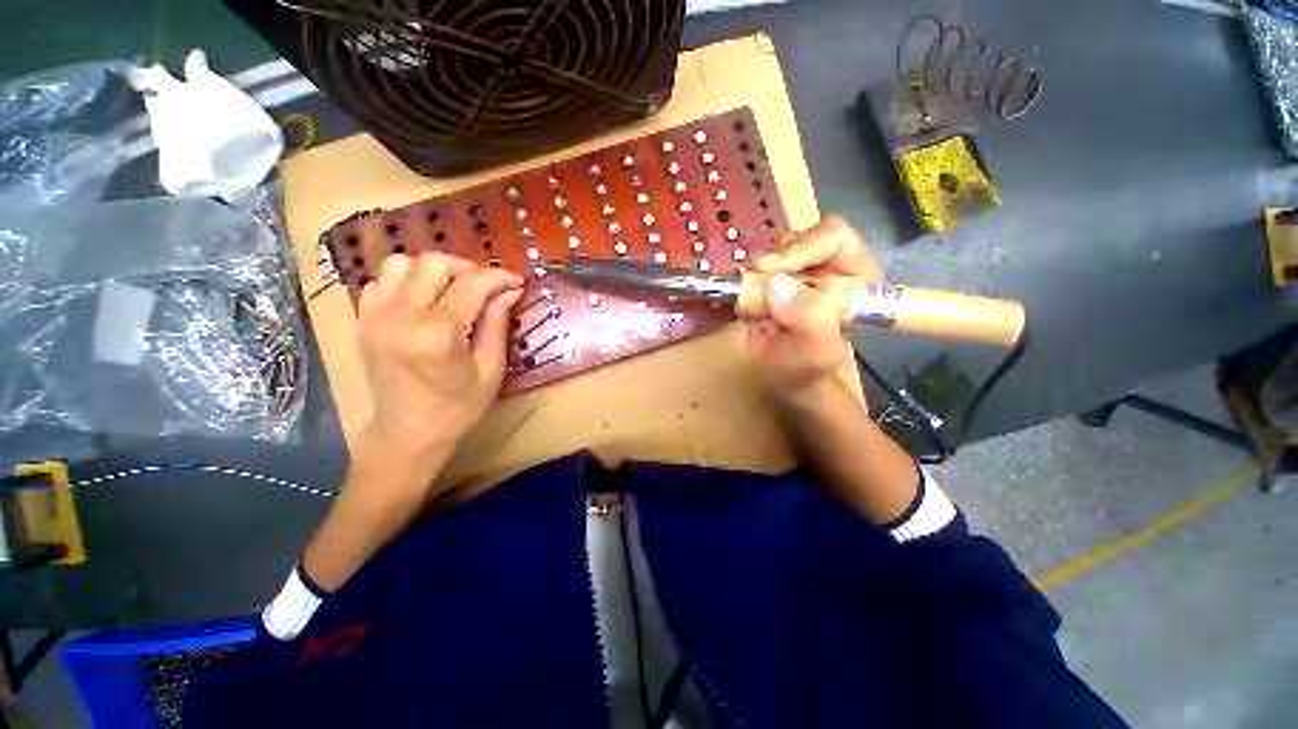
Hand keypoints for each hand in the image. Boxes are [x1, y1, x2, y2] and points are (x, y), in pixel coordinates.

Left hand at [357, 252, 523, 462]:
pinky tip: (423, 299)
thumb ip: (497, 323)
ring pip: (401, 263)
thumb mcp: (491, 368)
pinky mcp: (362, 321)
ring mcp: (374, 316)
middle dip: (467, 268)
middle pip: (433, 263)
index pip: (471, 284)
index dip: (498, 277)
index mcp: (438, 334)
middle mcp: (401, 317)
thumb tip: (510, 291)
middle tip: (486, 286)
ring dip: (434, 270)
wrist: (408, 433)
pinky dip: (406, 281)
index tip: (516, 281)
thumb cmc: (458, 407)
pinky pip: (381, 281)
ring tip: (453, 289)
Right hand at [743, 216, 881, 398]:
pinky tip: (749, 308)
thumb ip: (805, 319)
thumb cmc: (811, 370)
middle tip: (756, 280)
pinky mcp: (775, 281)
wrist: (788, 380)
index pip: (833, 238)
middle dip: (775, 260)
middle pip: (799, 239)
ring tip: (754, 304)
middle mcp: (830, 267)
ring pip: (774, 252)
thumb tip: (775, 284)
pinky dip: (747, 284)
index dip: (803, 247)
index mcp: (856, 277)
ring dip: (758, 274)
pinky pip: (756, 271)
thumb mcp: (815, 351)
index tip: (773, 268)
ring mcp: (799, 272)